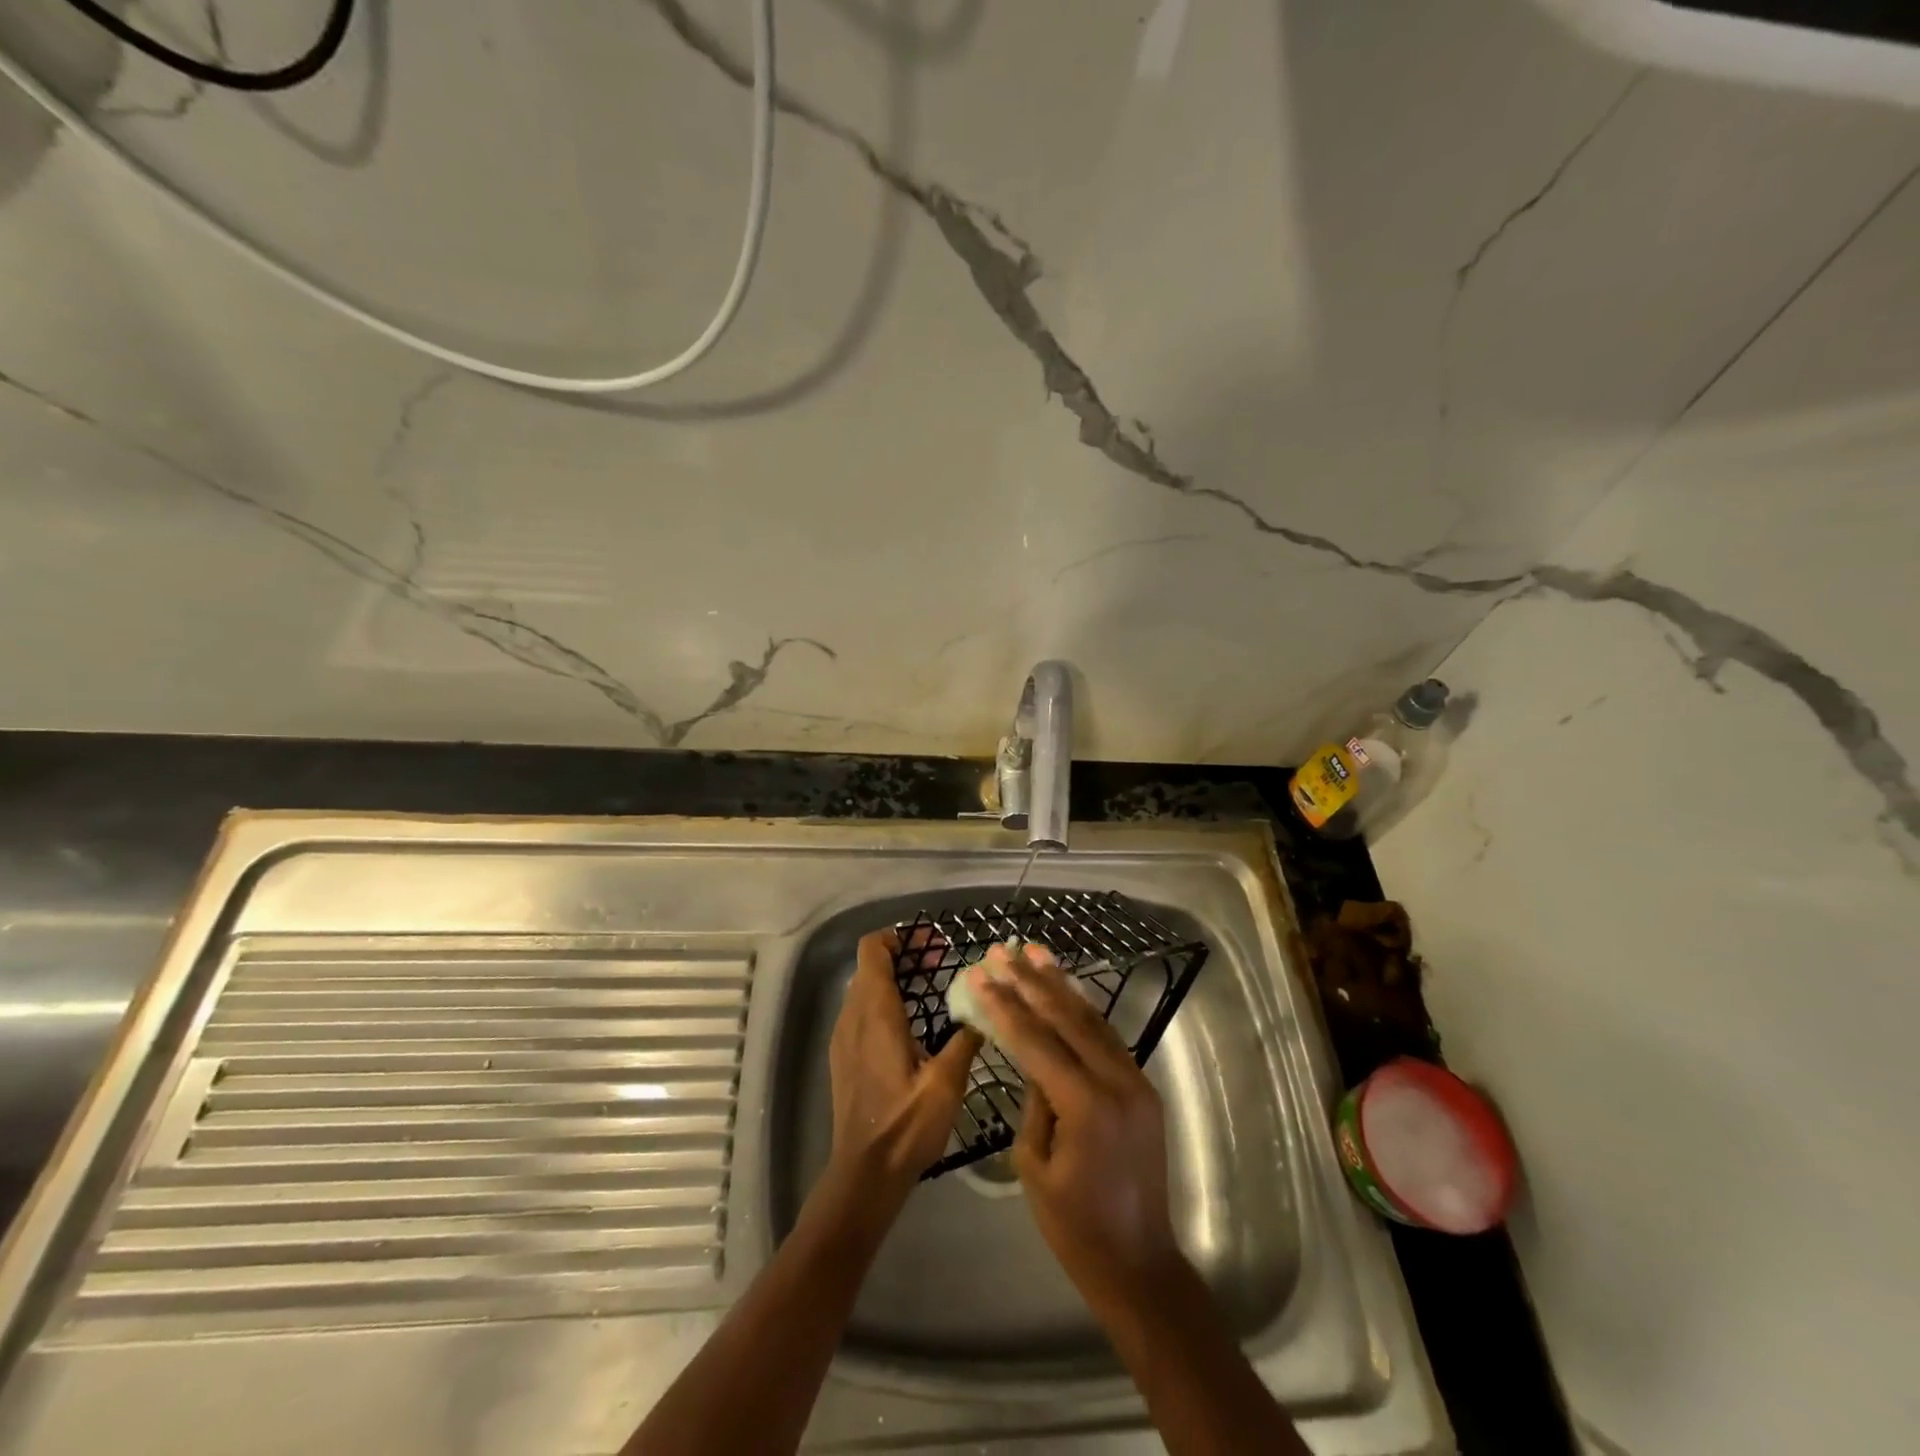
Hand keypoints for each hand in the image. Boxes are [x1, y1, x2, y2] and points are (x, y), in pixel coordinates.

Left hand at [828, 929, 982, 1200]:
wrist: (864, 1174)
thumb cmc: (906, 1126)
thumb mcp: (947, 1083)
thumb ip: (964, 1039)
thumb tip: (981, 1010)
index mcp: (876, 1013)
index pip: (872, 950)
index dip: (899, 937)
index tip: (931, 944)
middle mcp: (852, 1016)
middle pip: (870, 965)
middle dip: (904, 956)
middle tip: (940, 963)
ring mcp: (843, 1036)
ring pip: (863, 988)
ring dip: (893, 979)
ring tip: (930, 990)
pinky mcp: (842, 1056)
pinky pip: (859, 1011)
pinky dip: (882, 1001)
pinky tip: (911, 1025)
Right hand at [973, 944, 1183, 1318]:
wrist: (1138, 1263)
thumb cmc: (1074, 1226)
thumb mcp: (1034, 1164)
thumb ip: (1035, 1101)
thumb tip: (1035, 1058)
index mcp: (1086, 1105)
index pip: (1037, 1041)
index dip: (1005, 1005)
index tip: (980, 974)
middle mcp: (1117, 1082)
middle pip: (1067, 1018)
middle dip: (1031, 980)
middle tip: (1004, 950)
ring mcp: (1136, 1082)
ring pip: (1092, 1019)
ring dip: (1060, 984)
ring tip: (1034, 952)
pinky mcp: (1143, 1087)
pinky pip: (1107, 1038)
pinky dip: (1083, 1010)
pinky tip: (1065, 989)